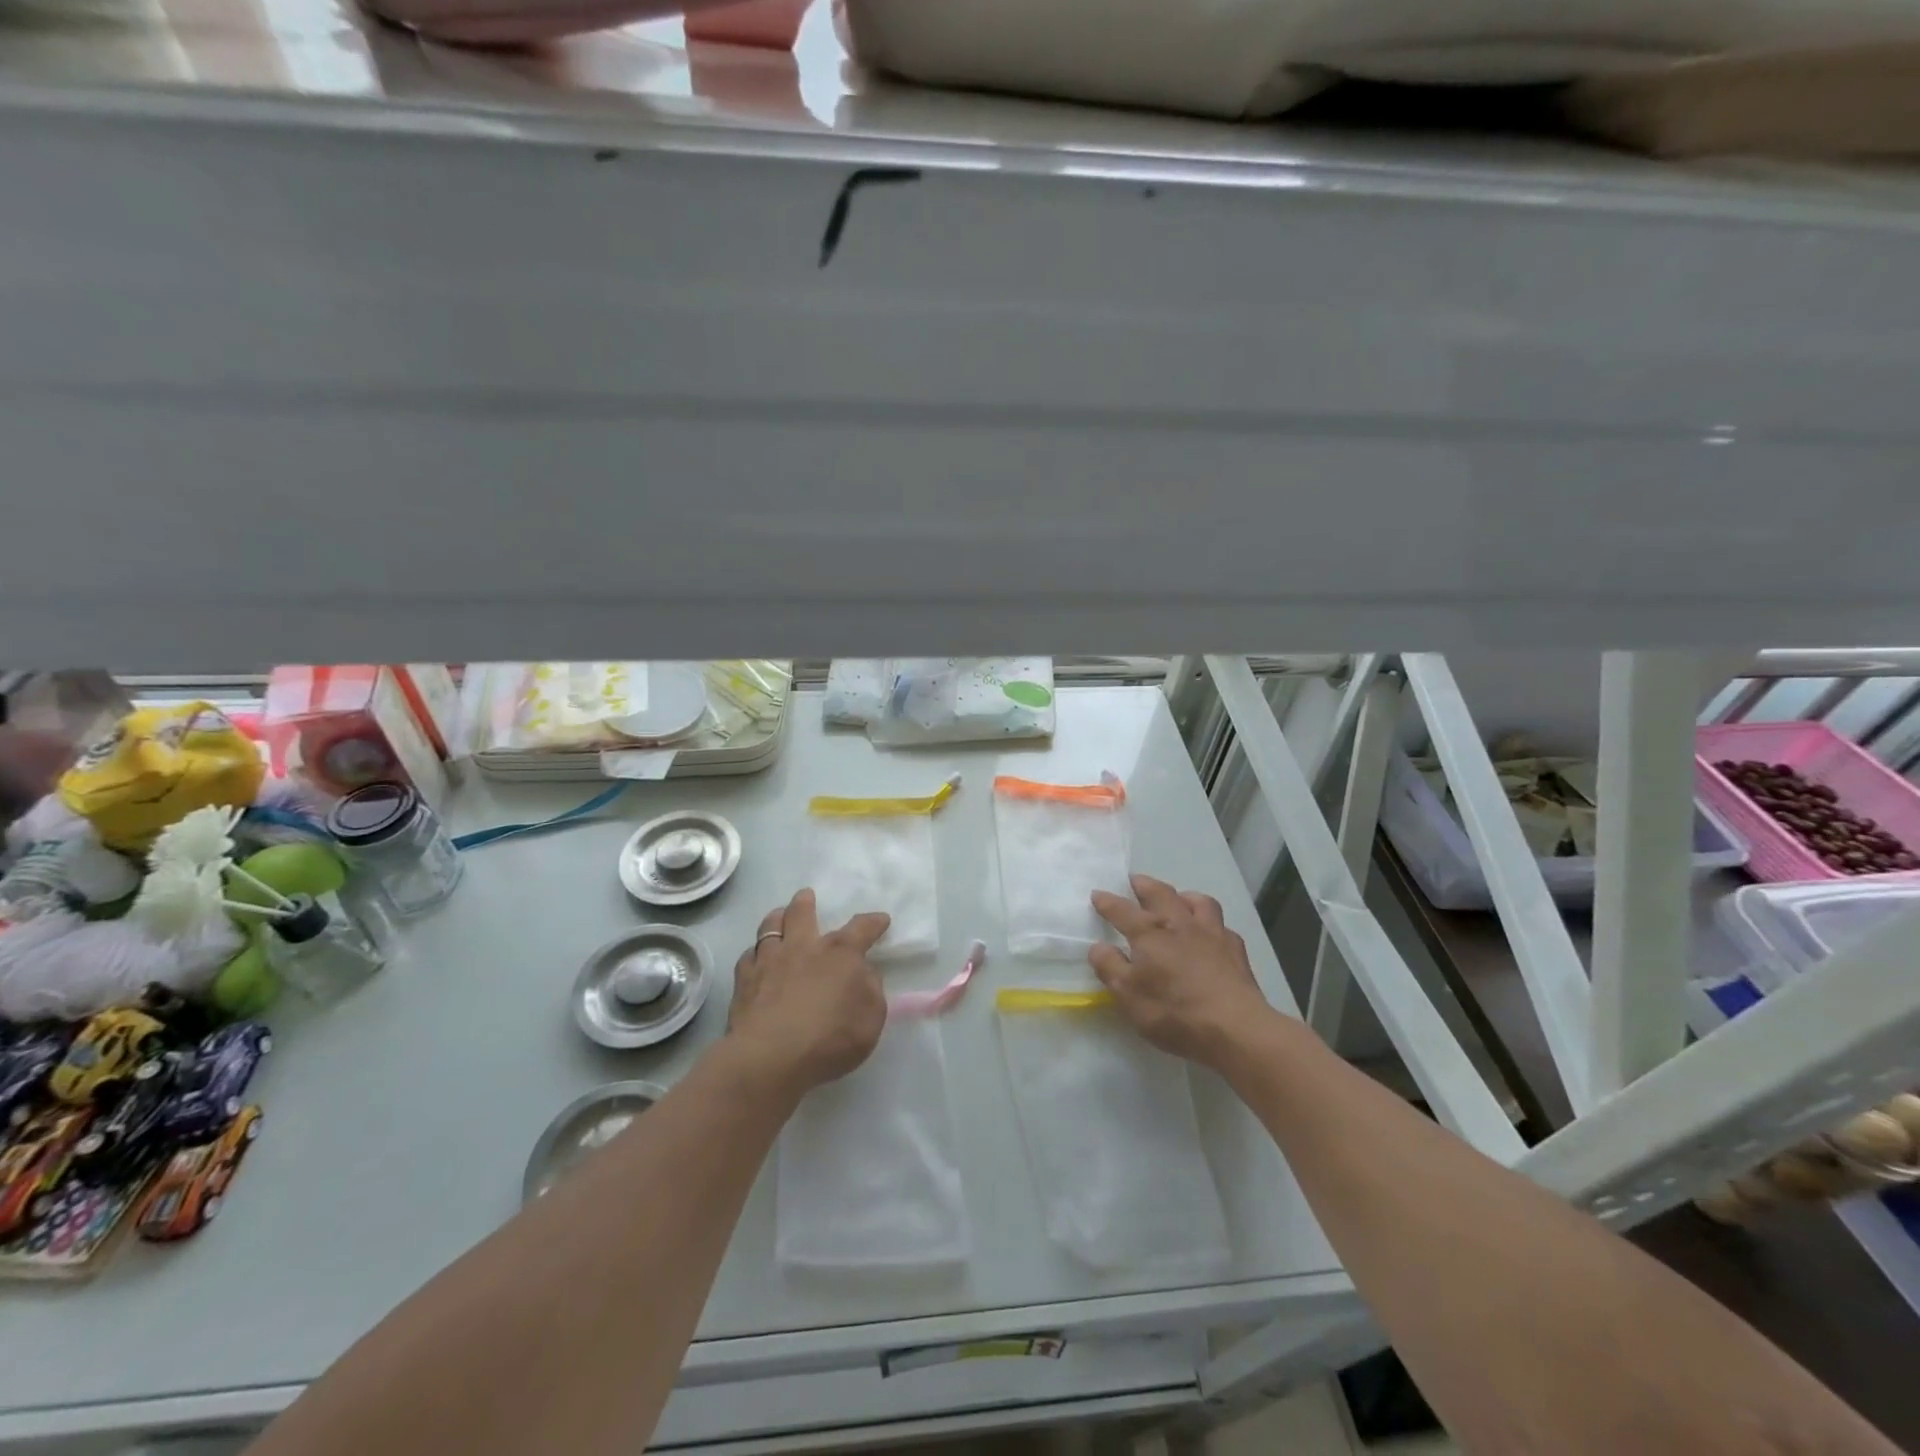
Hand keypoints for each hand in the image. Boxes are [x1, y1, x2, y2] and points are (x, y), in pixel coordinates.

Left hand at [727, 888, 887, 1097]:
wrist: (771, 1057)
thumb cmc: (830, 1038)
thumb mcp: (871, 1018)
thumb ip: (871, 990)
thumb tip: (863, 973)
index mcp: (840, 953)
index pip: (862, 928)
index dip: (873, 922)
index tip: (881, 920)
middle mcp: (804, 947)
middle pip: (802, 913)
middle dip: (806, 902)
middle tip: (806, 896)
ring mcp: (770, 960)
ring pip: (769, 927)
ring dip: (776, 918)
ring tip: (777, 916)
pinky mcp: (744, 981)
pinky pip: (748, 956)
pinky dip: (755, 954)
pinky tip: (756, 960)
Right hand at [1090, 873, 1274, 1069]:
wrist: (1235, 1028)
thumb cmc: (1174, 1012)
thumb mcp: (1128, 996)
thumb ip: (1110, 967)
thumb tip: (1098, 946)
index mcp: (1149, 934)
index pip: (1122, 911)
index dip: (1107, 902)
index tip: (1097, 894)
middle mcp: (1179, 924)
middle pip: (1161, 894)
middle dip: (1145, 885)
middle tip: (1136, 882)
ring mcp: (1211, 933)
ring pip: (1198, 902)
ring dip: (1183, 896)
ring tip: (1177, 900)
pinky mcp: (1235, 949)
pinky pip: (1221, 925)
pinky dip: (1210, 923)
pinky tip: (1209, 934)